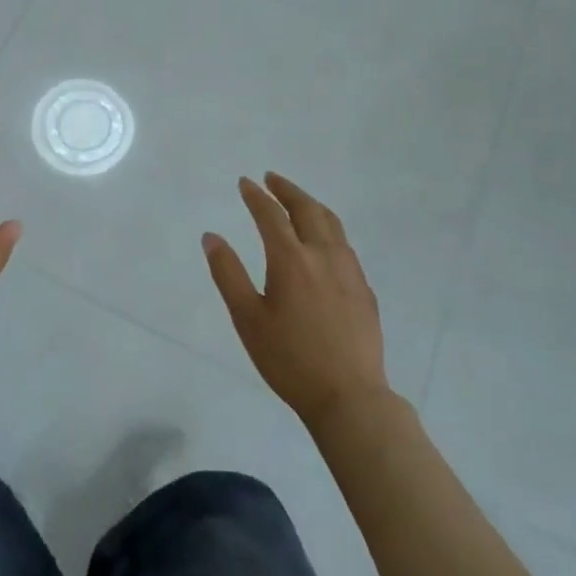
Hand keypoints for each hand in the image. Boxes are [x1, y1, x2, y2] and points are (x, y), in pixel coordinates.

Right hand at [203, 173, 392, 424]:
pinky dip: (328, 228)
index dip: (256, 196)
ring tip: (297, 201)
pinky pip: (344, 245)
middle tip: (271, 178)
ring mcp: (349, 271)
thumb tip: (211, 237)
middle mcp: (323, 256)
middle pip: (307, 209)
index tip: (245, 183)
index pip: (271, 215)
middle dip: (287, 189)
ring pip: (331, 223)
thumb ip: (228, 274)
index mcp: (291, 260)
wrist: (350, 397)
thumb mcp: (247, 318)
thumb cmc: (289, 359)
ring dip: (311, 205)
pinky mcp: (364, 289)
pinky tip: (323, 242)